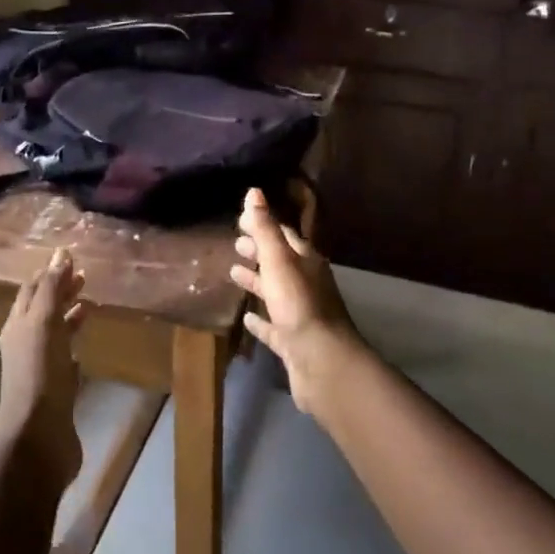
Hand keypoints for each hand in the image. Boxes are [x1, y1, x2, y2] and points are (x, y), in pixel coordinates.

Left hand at [0, 248, 85, 483]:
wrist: (38, 437)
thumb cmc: (39, 374)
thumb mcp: (44, 323)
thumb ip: (51, 288)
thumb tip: (60, 253)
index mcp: (18, 325)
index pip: (31, 289)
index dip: (49, 272)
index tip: (71, 258)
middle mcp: (24, 343)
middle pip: (42, 309)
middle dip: (61, 291)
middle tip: (85, 276)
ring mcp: (39, 368)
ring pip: (54, 333)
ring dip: (69, 315)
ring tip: (91, 303)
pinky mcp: (56, 390)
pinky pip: (64, 358)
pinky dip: (74, 344)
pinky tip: (86, 343)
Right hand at [229, 188, 365, 414]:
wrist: (321, 361)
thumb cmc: (299, 304)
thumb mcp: (278, 260)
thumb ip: (265, 228)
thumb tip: (254, 192)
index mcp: (306, 261)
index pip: (283, 235)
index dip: (263, 225)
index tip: (241, 219)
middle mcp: (306, 284)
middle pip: (280, 262)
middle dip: (259, 251)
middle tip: (235, 243)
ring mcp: (300, 314)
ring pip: (276, 292)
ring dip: (257, 281)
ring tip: (233, 272)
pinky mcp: (292, 341)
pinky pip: (273, 326)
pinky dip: (260, 320)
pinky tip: (246, 318)